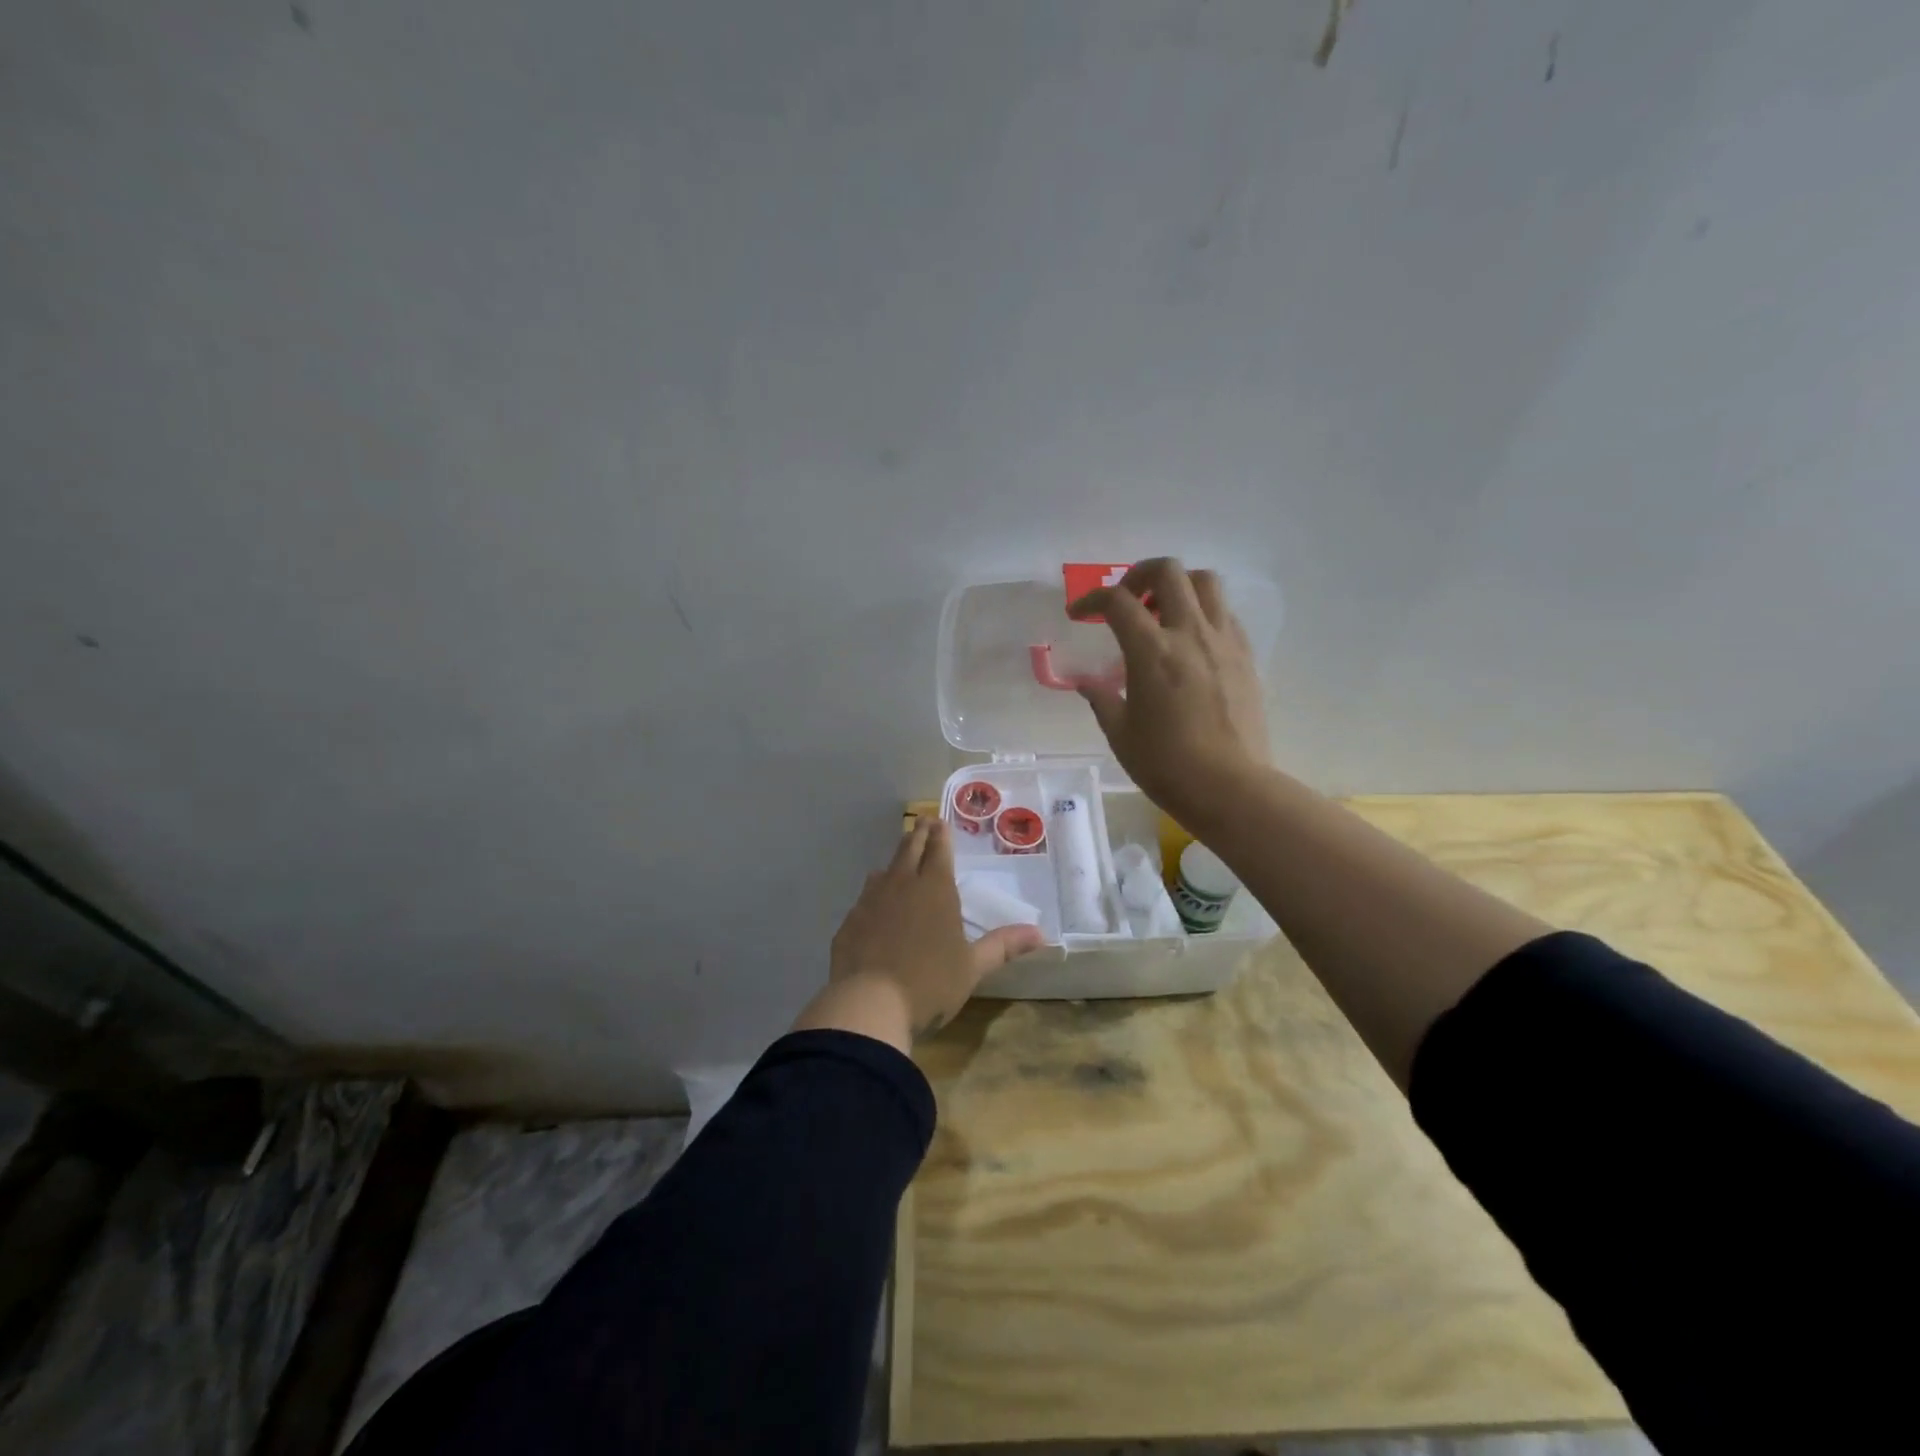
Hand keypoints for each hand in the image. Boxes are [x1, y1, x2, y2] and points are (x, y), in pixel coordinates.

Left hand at [792, 817, 1042, 1051]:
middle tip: (922, 823)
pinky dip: (874, 895)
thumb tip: (1041, 933)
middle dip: (918, 834)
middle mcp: (901, 885)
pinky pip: (864, 899)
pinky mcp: (849, 922)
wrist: (867, 1005)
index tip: (938, 821)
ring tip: (900, 863)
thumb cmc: (929, 983)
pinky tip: (875, 909)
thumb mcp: (972, 967)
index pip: (938, 849)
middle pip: (909, 849)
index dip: (940, 834)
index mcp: (935, 889)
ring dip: (895, 863)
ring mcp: (870, 901)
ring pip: (883, 871)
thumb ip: (1003, 946)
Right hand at [1067, 557, 1271, 822]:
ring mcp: (1224, 641)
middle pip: (1168, 571)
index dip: (1091, 600)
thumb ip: (1102, 699)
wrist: (1230, 787)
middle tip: (1127, 601)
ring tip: (1162, 613)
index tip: (1080, 614)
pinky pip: (1225, 613)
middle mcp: (1190, 634)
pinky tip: (1190, 642)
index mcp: (1152, 652)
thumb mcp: (1120, 733)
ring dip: (1178, 585)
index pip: (1118, 602)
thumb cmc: (1166, 765)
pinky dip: (1202, 612)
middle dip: (1138, 575)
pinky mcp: (1245, 656)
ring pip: (1205, 582)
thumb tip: (1088, 683)